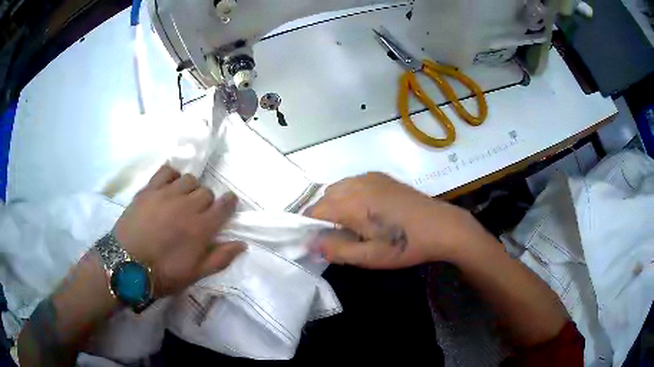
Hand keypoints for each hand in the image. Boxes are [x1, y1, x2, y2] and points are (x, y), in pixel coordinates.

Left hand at [113, 165, 244, 296]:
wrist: (126, 265)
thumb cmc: (162, 274)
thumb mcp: (195, 274)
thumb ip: (220, 258)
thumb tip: (242, 244)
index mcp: (201, 228)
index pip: (224, 205)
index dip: (229, 203)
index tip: (227, 204)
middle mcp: (187, 205)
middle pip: (207, 191)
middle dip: (206, 201)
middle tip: (197, 214)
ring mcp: (167, 194)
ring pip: (189, 179)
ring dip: (190, 189)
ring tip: (181, 200)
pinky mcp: (149, 189)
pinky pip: (167, 171)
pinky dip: (172, 175)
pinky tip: (169, 186)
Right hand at [307, 172, 491, 268]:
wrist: (441, 227)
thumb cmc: (404, 245)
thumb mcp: (369, 257)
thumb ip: (336, 250)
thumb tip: (309, 244)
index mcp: (351, 203)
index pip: (314, 210)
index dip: (310, 227)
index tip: (318, 242)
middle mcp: (357, 184)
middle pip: (325, 197)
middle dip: (323, 216)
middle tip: (338, 237)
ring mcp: (371, 177)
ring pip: (339, 187)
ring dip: (336, 204)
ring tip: (352, 224)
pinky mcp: (382, 177)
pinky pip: (354, 182)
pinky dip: (350, 194)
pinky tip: (366, 210)